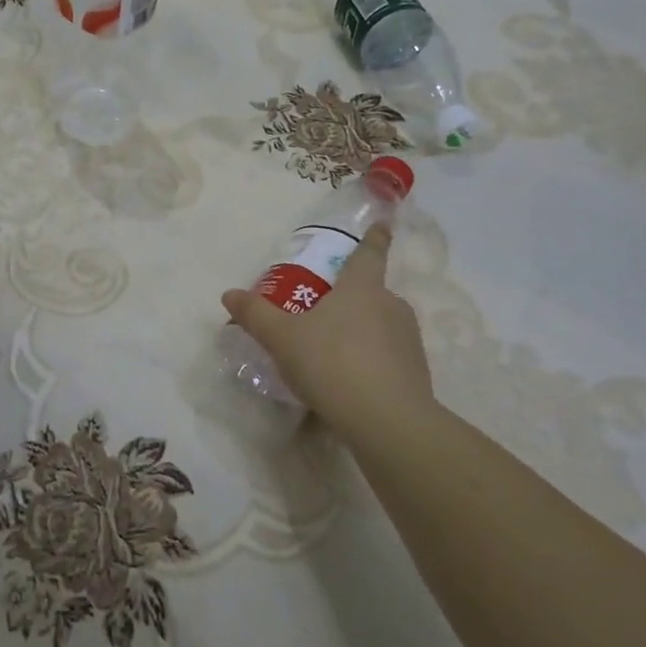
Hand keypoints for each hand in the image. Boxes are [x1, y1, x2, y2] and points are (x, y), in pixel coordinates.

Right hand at [220, 222, 432, 435]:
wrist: (387, 421)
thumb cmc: (332, 363)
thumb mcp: (282, 338)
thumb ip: (256, 315)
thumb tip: (229, 294)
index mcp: (362, 288)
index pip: (369, 253)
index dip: (375, 238)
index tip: (384, 225)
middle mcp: (391, 306)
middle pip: (372, 292)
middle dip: (352, 298)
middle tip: (326, 311)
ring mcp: (408, 340)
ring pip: (382, 325)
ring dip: (362, 331)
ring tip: (334, 352)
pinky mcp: (416, 373)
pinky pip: (389, 356)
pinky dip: (373, 361)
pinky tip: (351, 382)